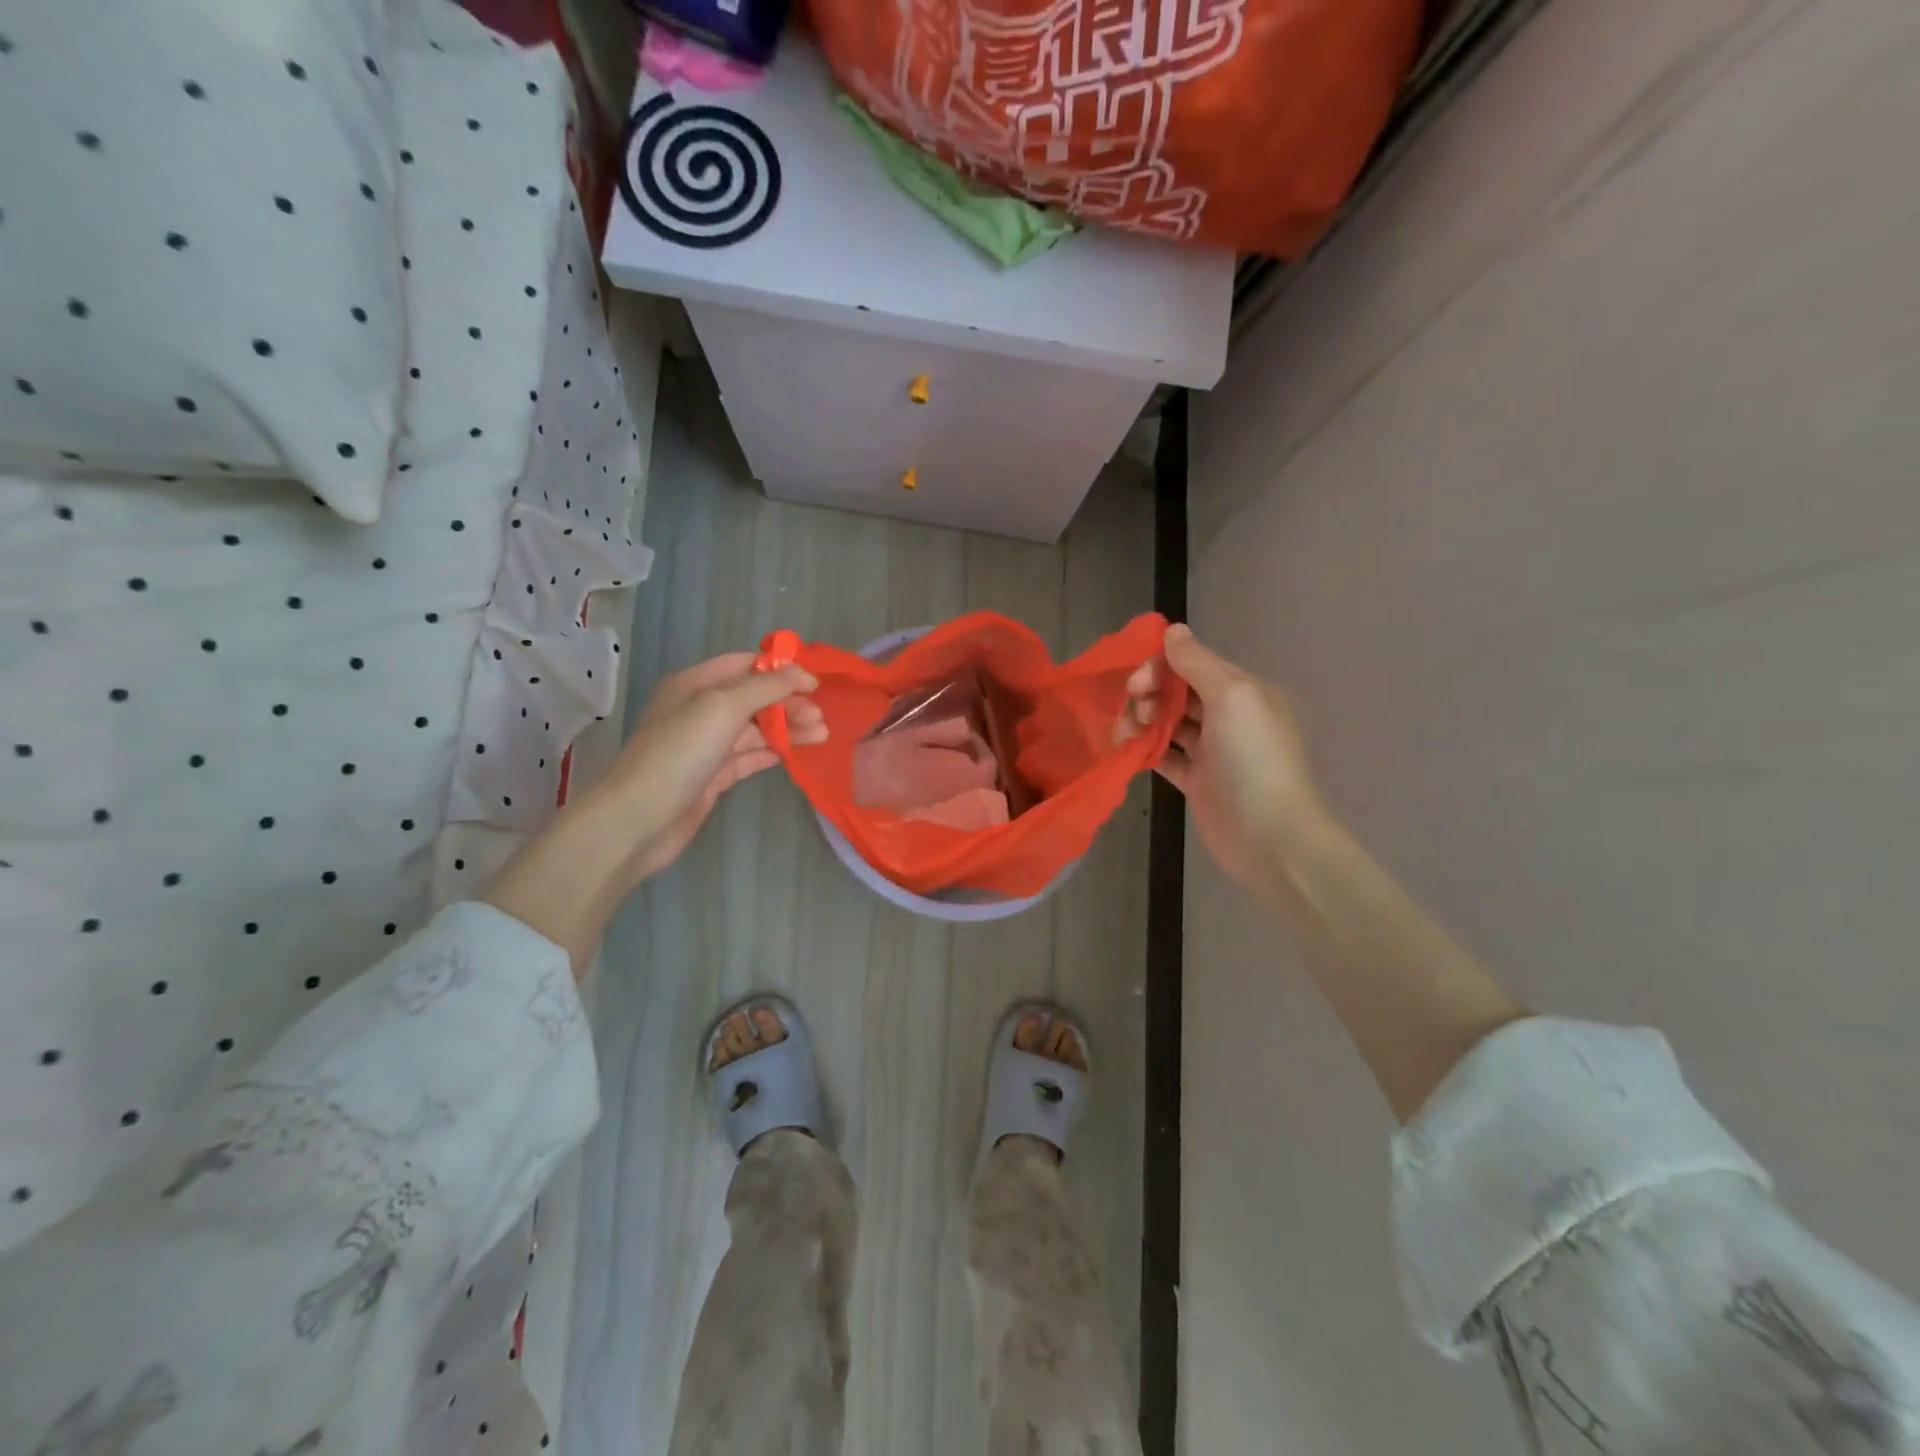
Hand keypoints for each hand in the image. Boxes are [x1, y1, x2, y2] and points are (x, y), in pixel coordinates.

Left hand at [602, 651, 826, 883]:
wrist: (639, 819)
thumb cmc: (679, 753)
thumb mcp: (722, 707)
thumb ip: (764, 687)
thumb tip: (798, 673)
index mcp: (695, 684)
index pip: (745, 665)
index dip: (781, 671)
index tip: (814, 685)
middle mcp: (700, 710)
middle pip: (754, 698)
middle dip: (789, 703)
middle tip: (820, 717)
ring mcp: (706, 745)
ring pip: (756, 729)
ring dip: (788, 729)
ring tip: (821, 736)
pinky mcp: (713, 776)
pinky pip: (749, 757)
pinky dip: (773, 752)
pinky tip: (795, 753)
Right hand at [1118, 624, 1329, 888]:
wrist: (1269, 837)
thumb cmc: (1252, 760)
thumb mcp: (1231, 697)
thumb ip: (1197, 662)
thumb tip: (1172, 630)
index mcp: (1243, 691)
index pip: (1193, 663)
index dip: (1160, 667)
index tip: (1136, 684)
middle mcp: (1229, 716)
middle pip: (1178, 691)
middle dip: (1149, 693)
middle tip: (1132, 710)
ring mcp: (1212, 750)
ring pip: (1168, 722)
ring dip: (1142, 720)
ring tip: (1123, 734)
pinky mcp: (1197, 780)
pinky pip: (1164, 755)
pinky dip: (1145, 749)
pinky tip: (1126, 750)